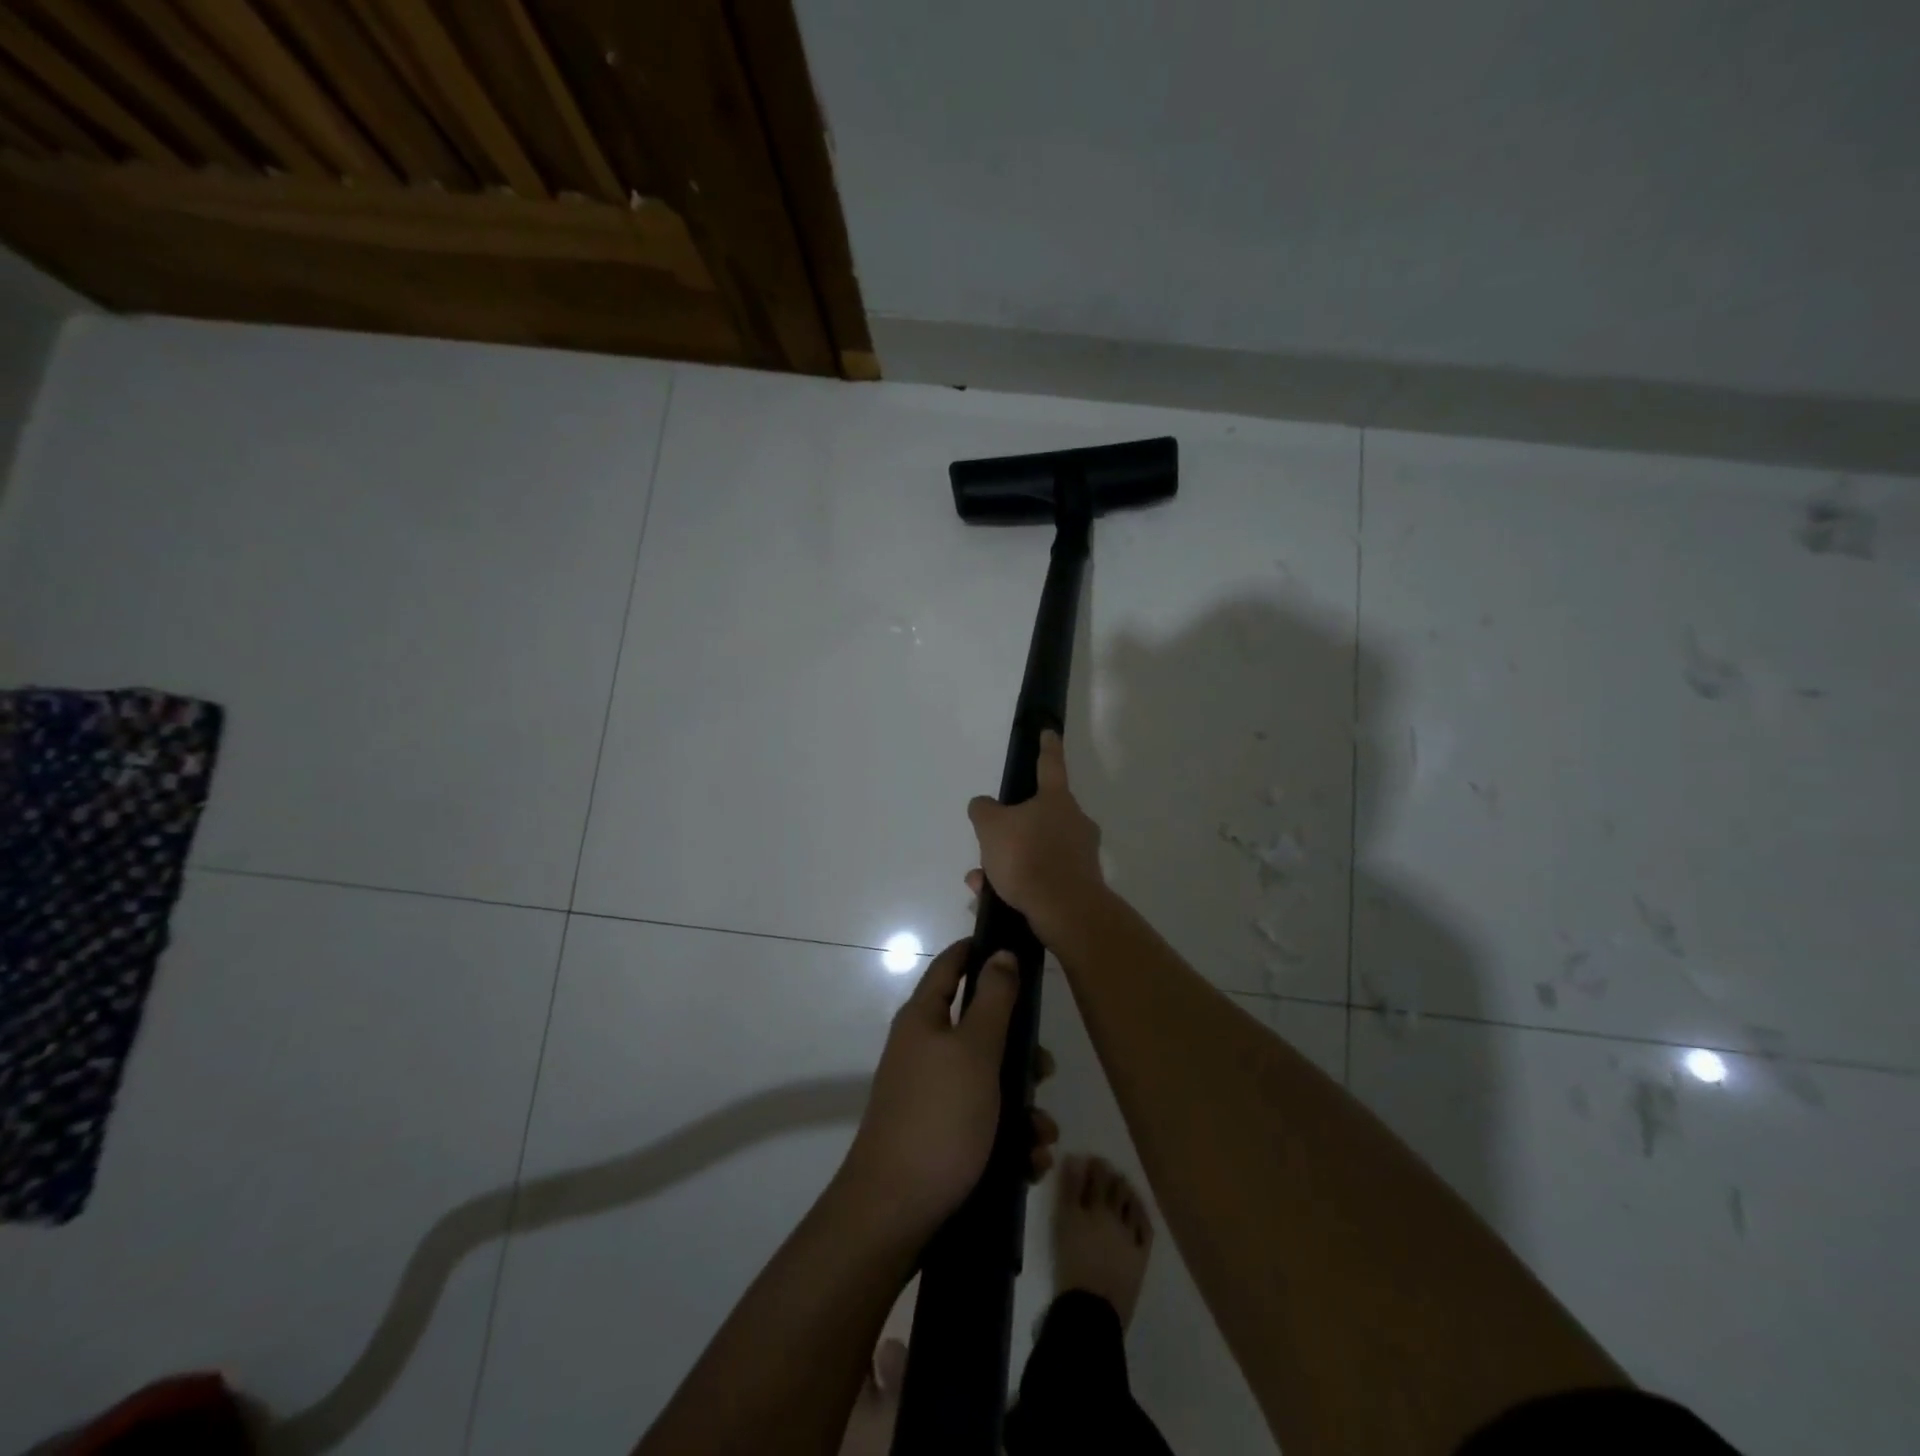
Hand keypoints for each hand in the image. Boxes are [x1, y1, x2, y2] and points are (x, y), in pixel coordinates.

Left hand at [841, 938, 1058, 1238]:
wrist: (894, 1214)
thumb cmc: (939, 1118)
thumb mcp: (975, 1051)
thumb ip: (994, 1000)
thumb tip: (1001, 953)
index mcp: (925, 1018)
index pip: (951, 965)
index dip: (979, 951)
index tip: (1017, 950)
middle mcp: (925, 1049)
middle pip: (980, 1029)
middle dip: (1020, 1051)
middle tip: (1045, 1070)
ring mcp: (931, 1095)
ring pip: (989, 1082)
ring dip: (1022, 1107)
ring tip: (1041, 1137)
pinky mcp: (940, 1136)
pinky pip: (983, 1123)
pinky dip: (1009, 1139)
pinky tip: (1029, 1164)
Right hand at [966, 730, 1105, 942]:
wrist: (1066, 911)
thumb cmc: (1029, 857)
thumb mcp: (991, 827)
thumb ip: (983, 810)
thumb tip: (985, 806)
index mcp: (1057, 800)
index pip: (1050, 764)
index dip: (1047, 747)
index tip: (1049, 732)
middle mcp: (1075, 822)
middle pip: (1038, 816)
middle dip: (1010, 830)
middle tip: (987, 845)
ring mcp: (1081, 855)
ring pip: (1035, 850)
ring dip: (1007, 863)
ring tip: (981, 881)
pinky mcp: (1079, 884)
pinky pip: (1041, 877)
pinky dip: (1017, 884)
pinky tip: (993, 899)